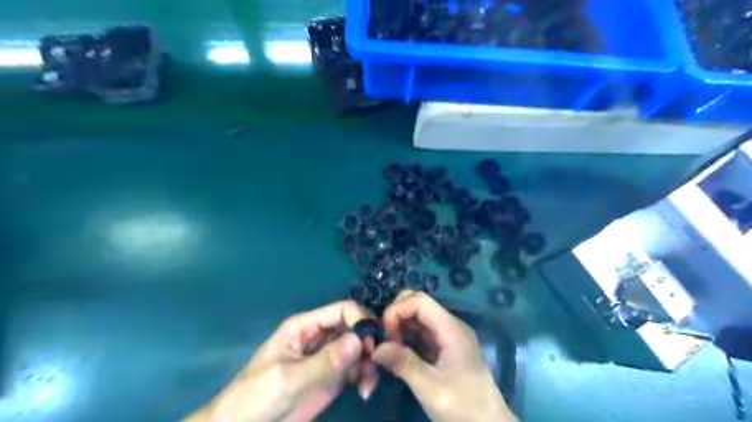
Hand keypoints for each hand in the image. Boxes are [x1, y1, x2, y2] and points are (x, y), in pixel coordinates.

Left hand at [184, 301, 375, 421]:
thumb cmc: (257, 396)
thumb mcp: (289, 378)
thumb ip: (324, 360)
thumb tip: (359, 339)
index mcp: (306, 326)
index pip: (341, 310)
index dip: (360, 319)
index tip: (372, 342)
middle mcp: (320, 337)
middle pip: (354, 328)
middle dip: (368, 343)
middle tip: (375, 364)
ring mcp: (327, 357)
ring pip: (359, 349)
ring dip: (369, 362)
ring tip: (368, 385)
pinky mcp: (332, 376)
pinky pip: (356, 369)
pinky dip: (365, 376)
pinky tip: (364, 391)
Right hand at [372, 291, 521, 421]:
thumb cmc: (463, 407)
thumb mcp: (430, 388)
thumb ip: (403, 363)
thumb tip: (376, 349)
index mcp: (451, 329)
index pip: (420, 301)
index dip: (398, 309)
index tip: (384, 333)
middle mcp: (451, 326)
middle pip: (420, 304)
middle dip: (398, 315)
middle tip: (387, 339)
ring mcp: (450, 336)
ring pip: (420, 317)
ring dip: (401, 326)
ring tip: (390, 348)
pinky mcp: (447, 347)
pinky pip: (424, 332)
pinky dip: (408, 337)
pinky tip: (400, 352)